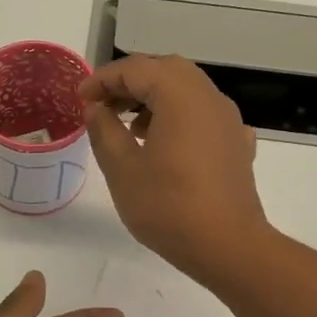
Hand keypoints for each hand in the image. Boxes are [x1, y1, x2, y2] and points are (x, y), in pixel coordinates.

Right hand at [80, 54, 270, 281]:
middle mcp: (209, 98)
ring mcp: (228, 120)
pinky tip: (167, 144)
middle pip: (166, 70)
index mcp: (180, 96)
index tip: (80, 99)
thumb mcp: (122, 169)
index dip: (103, 79)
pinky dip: (179, 116)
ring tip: (129, 127)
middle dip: (130, 82)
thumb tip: (96, 108)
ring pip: (187, 90)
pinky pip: (204, 115)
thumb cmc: (169, 207)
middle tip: (102, 105)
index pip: (136, 69)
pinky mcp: (236, 144)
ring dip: (155, 97)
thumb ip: (104, 130)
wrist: (228, 247)